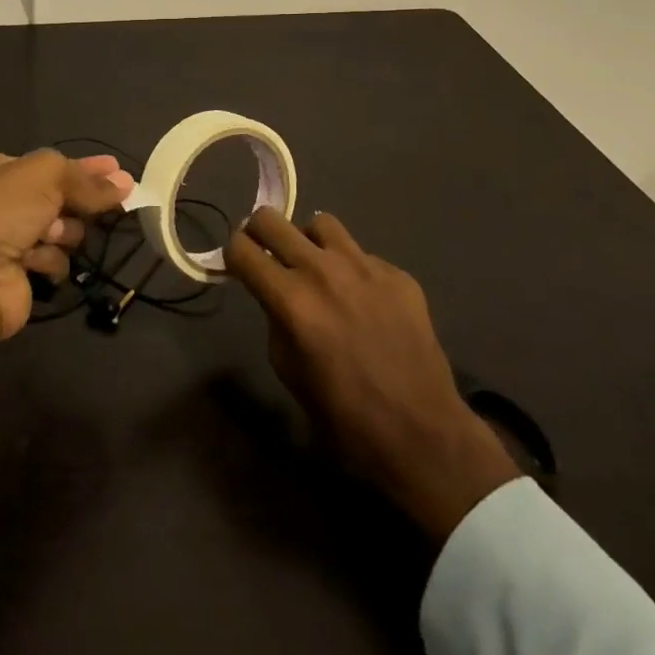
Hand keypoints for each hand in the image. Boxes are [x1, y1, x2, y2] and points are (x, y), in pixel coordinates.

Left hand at [0, 149, 132, 410]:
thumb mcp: (44, 175)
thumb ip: (84, 178)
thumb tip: (124, 183)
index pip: (49, 165)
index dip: (84, 167)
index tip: (118, 170)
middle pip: (57, 197)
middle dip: (78, 201)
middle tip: (115, 200)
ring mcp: (6, 241)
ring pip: (60, 230)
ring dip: (63, 231)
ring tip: (51, 235)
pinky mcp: (16, 276)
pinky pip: (51, 261)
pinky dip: (49, 261)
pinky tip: (36, 263)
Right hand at [225, 207, 520, 541]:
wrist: (423, 434)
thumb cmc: (345, 416)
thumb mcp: (289, 371)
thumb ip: (275, 321)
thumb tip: (276, 297)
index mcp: (291, 299)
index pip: (242, 249)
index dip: (232, 254)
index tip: (237, 265)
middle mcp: (323, 270)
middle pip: (272, 220)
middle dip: (259, 233)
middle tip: (265, 253)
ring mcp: (365, 267)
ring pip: (321, 223)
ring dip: (308, 242)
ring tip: (317, 267)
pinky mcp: (398, 274)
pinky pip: (361, 255)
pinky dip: (351, 269)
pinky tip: (363, 300)